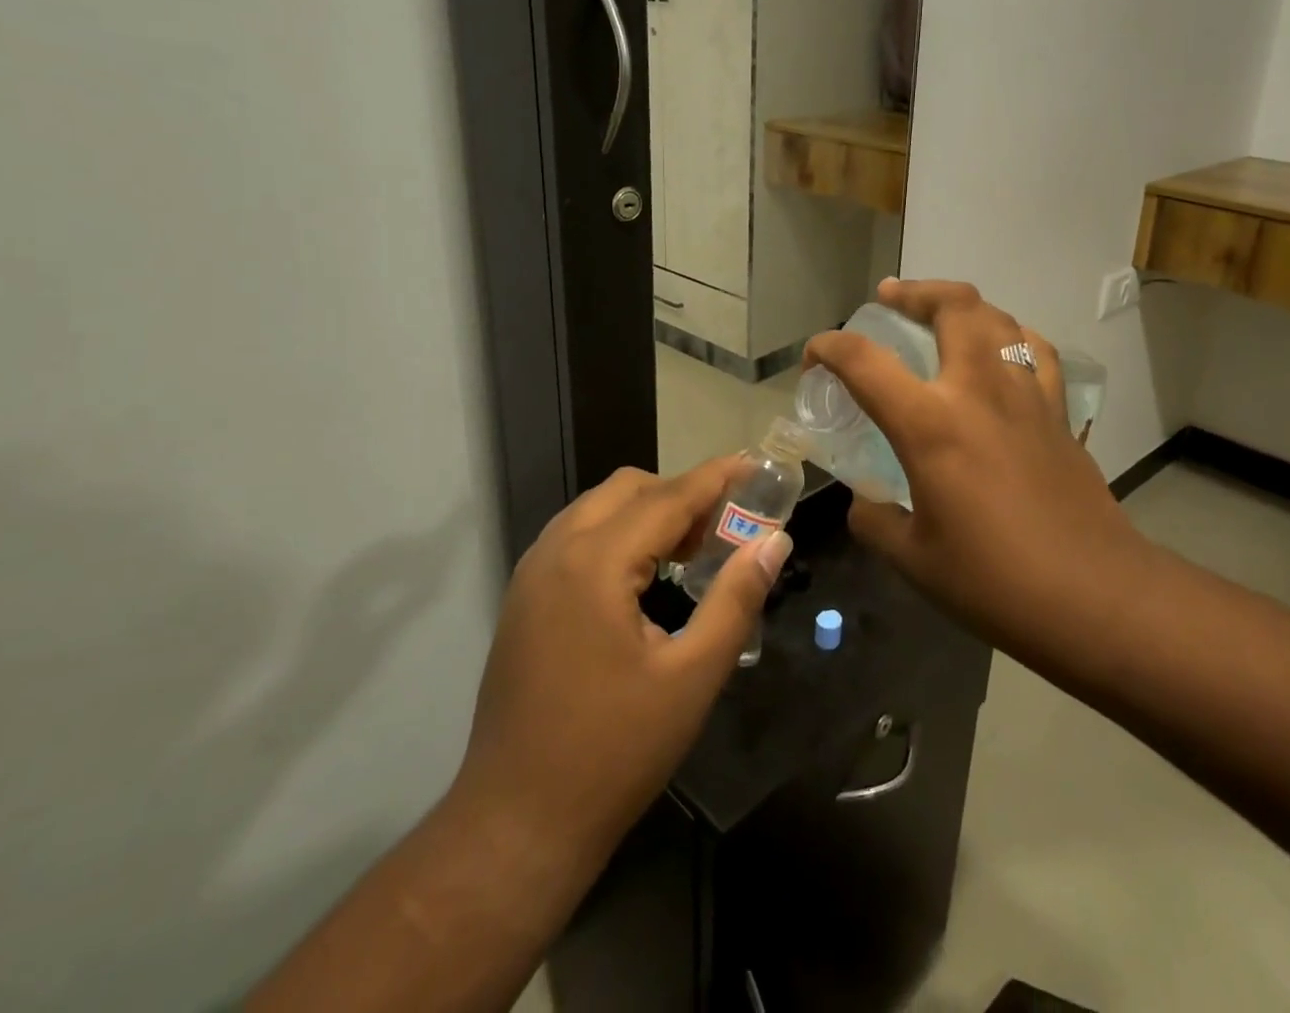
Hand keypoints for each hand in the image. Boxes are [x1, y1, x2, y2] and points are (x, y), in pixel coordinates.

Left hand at [444, 460, 793, 894]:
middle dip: (680, 493)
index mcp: (595, 563)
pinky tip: (643, 576)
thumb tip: (773, 541)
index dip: (715, 478)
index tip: (755, 465)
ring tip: (690, 550)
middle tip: (724, 528)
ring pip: (598, 507)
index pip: (668, 497)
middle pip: (628, 488)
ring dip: (647, 512)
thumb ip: (736, 600)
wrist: (516, 824)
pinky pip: (577, 535)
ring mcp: (531, 572)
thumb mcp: (691, 678)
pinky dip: (617, 533)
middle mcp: (556, 551)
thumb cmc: (613, 752)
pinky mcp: (523, 597)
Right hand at [804, 279, 1153, 662]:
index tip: (814, 358)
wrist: (1096, 598)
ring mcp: (1026, 396)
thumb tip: (865, 502)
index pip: (864, 361)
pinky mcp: (1058, 413)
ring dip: (962, 305)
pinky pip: (1035, 351)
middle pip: (952, 306)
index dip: (828, 348)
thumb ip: (875, 520)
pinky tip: (1000, 351)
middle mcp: (979, 391)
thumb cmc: (995, 582)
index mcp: (931, 424)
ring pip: (998, 318)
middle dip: (914, 292)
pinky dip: (1010, 336)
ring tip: (941, 313)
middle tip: (889, 297)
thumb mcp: (913, 559)